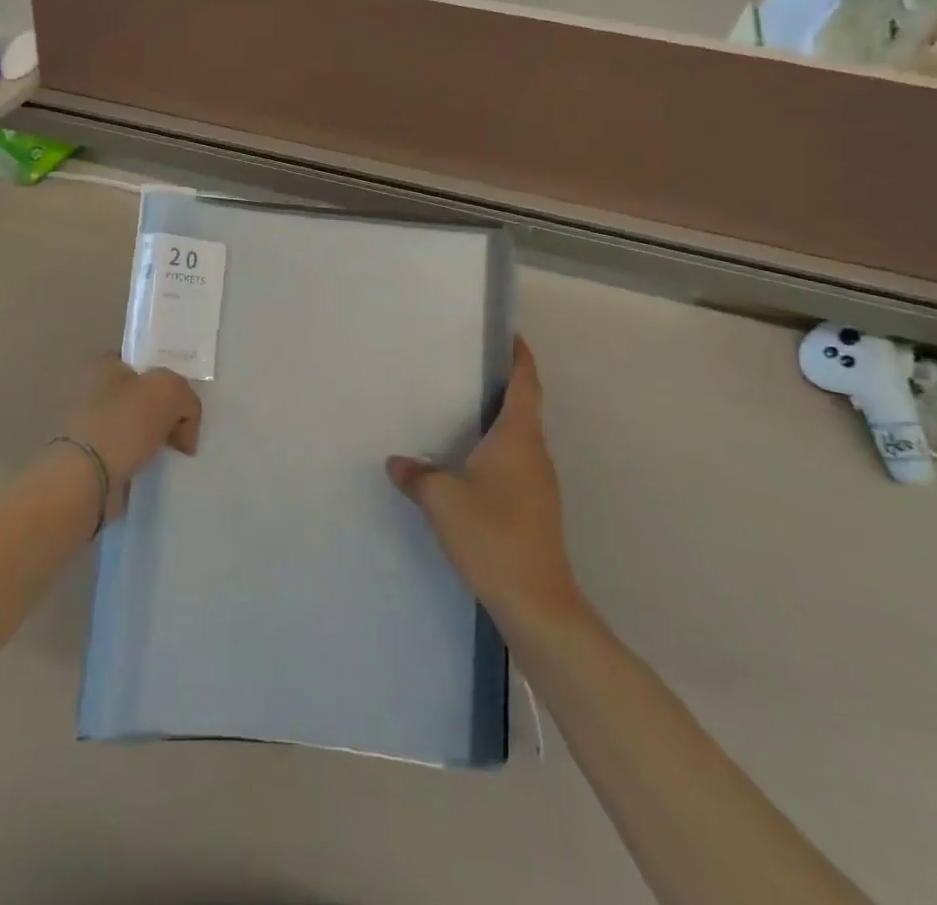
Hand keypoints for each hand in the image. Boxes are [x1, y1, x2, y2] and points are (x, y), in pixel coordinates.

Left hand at [59, 359, 201, 517]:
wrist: (87, 478)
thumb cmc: (125, 422)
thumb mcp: (170, 391)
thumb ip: (186, 397)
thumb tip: (183, 427)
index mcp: (105, 365)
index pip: (142, 362)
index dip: (166, 377)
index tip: (183, 400)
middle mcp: (93, 390)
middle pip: (142, 395)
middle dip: (163, 412)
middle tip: (183, 432)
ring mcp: (90, 426)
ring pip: (135, 426)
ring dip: (154, 439)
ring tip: (172, 455)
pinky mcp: (91, 459)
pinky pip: (128, 454)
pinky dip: (142, 461)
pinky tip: (155, 469)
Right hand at [387, 336, 580, 627]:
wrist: (536, 602)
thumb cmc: (492, 534)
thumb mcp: (442, 499)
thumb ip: (418, 475)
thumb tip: (398, 463)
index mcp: (518, 438)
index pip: (526, 383)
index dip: (520, 356)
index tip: (510, 334)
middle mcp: (534, 454)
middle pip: (523, 408)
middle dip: (500, 386)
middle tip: (465, 370)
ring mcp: (538, 484)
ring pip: (518, 440)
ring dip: (496, 423)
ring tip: (459, 413)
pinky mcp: (534, 510)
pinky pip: (513, 466)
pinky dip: (493, 454)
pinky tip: (465, 466)